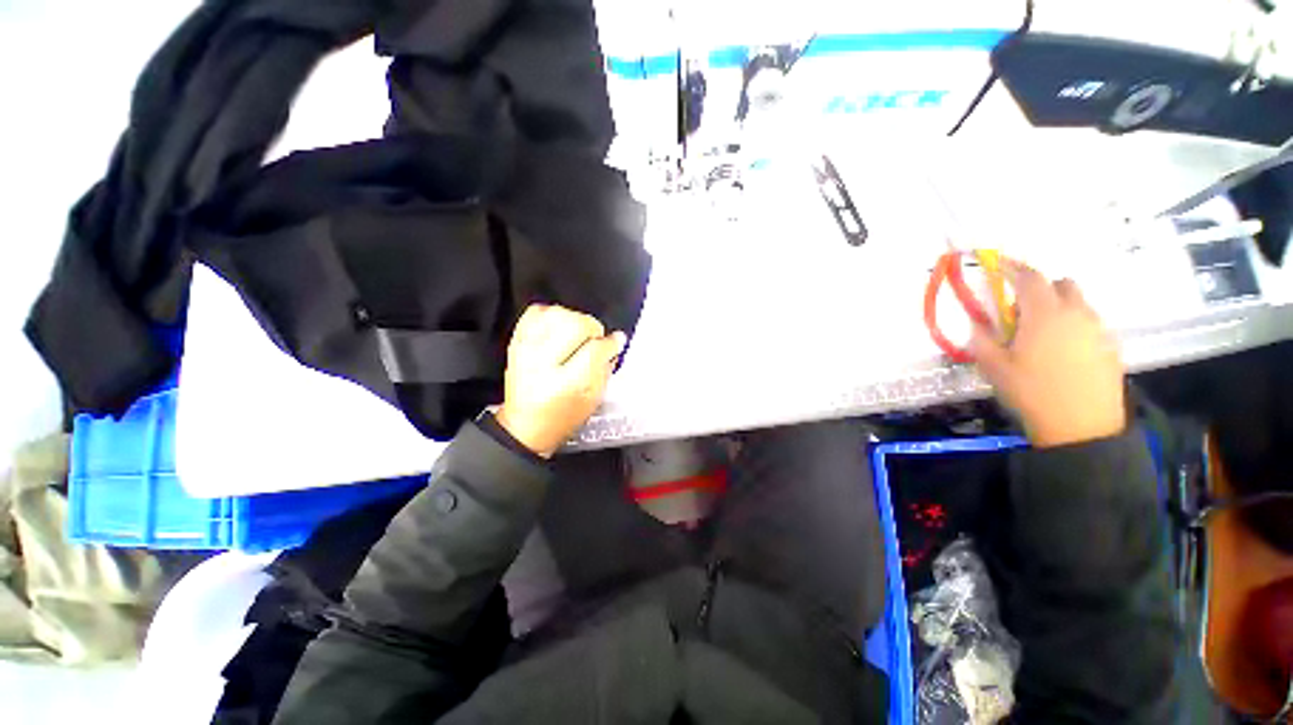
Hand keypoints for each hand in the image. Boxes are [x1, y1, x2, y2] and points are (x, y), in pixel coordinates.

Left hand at [495, 304, 625, 457]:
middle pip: (576, 324)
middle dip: (592, 329)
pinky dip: (551, 314)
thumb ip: (606, 367)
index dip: (611, 343)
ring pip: (557, 313)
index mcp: (566, 384)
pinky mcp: (516, 342)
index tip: (616, 343)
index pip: (595, 349)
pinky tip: (558, 328)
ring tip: (576, 335)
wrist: (525, 426)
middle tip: (594, 341)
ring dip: (573, 320)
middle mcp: (542, 364)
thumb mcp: (594, 399)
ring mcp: (525, 350)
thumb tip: (615, 342)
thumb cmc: (563, 417)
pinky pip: (535, 312)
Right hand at [969, 264, 1126, 447]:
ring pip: (1079, 303)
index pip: (1029, 278)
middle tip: (1021, 311)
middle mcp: (1075, 313)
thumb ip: (981, 339)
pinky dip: (1074, 325)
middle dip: (1041, 288)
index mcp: (1044, 314)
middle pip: (1062, 284)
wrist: (1081, 427)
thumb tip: (977, 322)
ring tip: (1042, 334)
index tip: (1000, 267)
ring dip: (1059, 306)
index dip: (1013, 269)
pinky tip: (1063, 351)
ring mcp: (1097, 329)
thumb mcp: (993, 367)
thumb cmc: (1031, 392)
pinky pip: (1090, 323)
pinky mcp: (1110, 346)